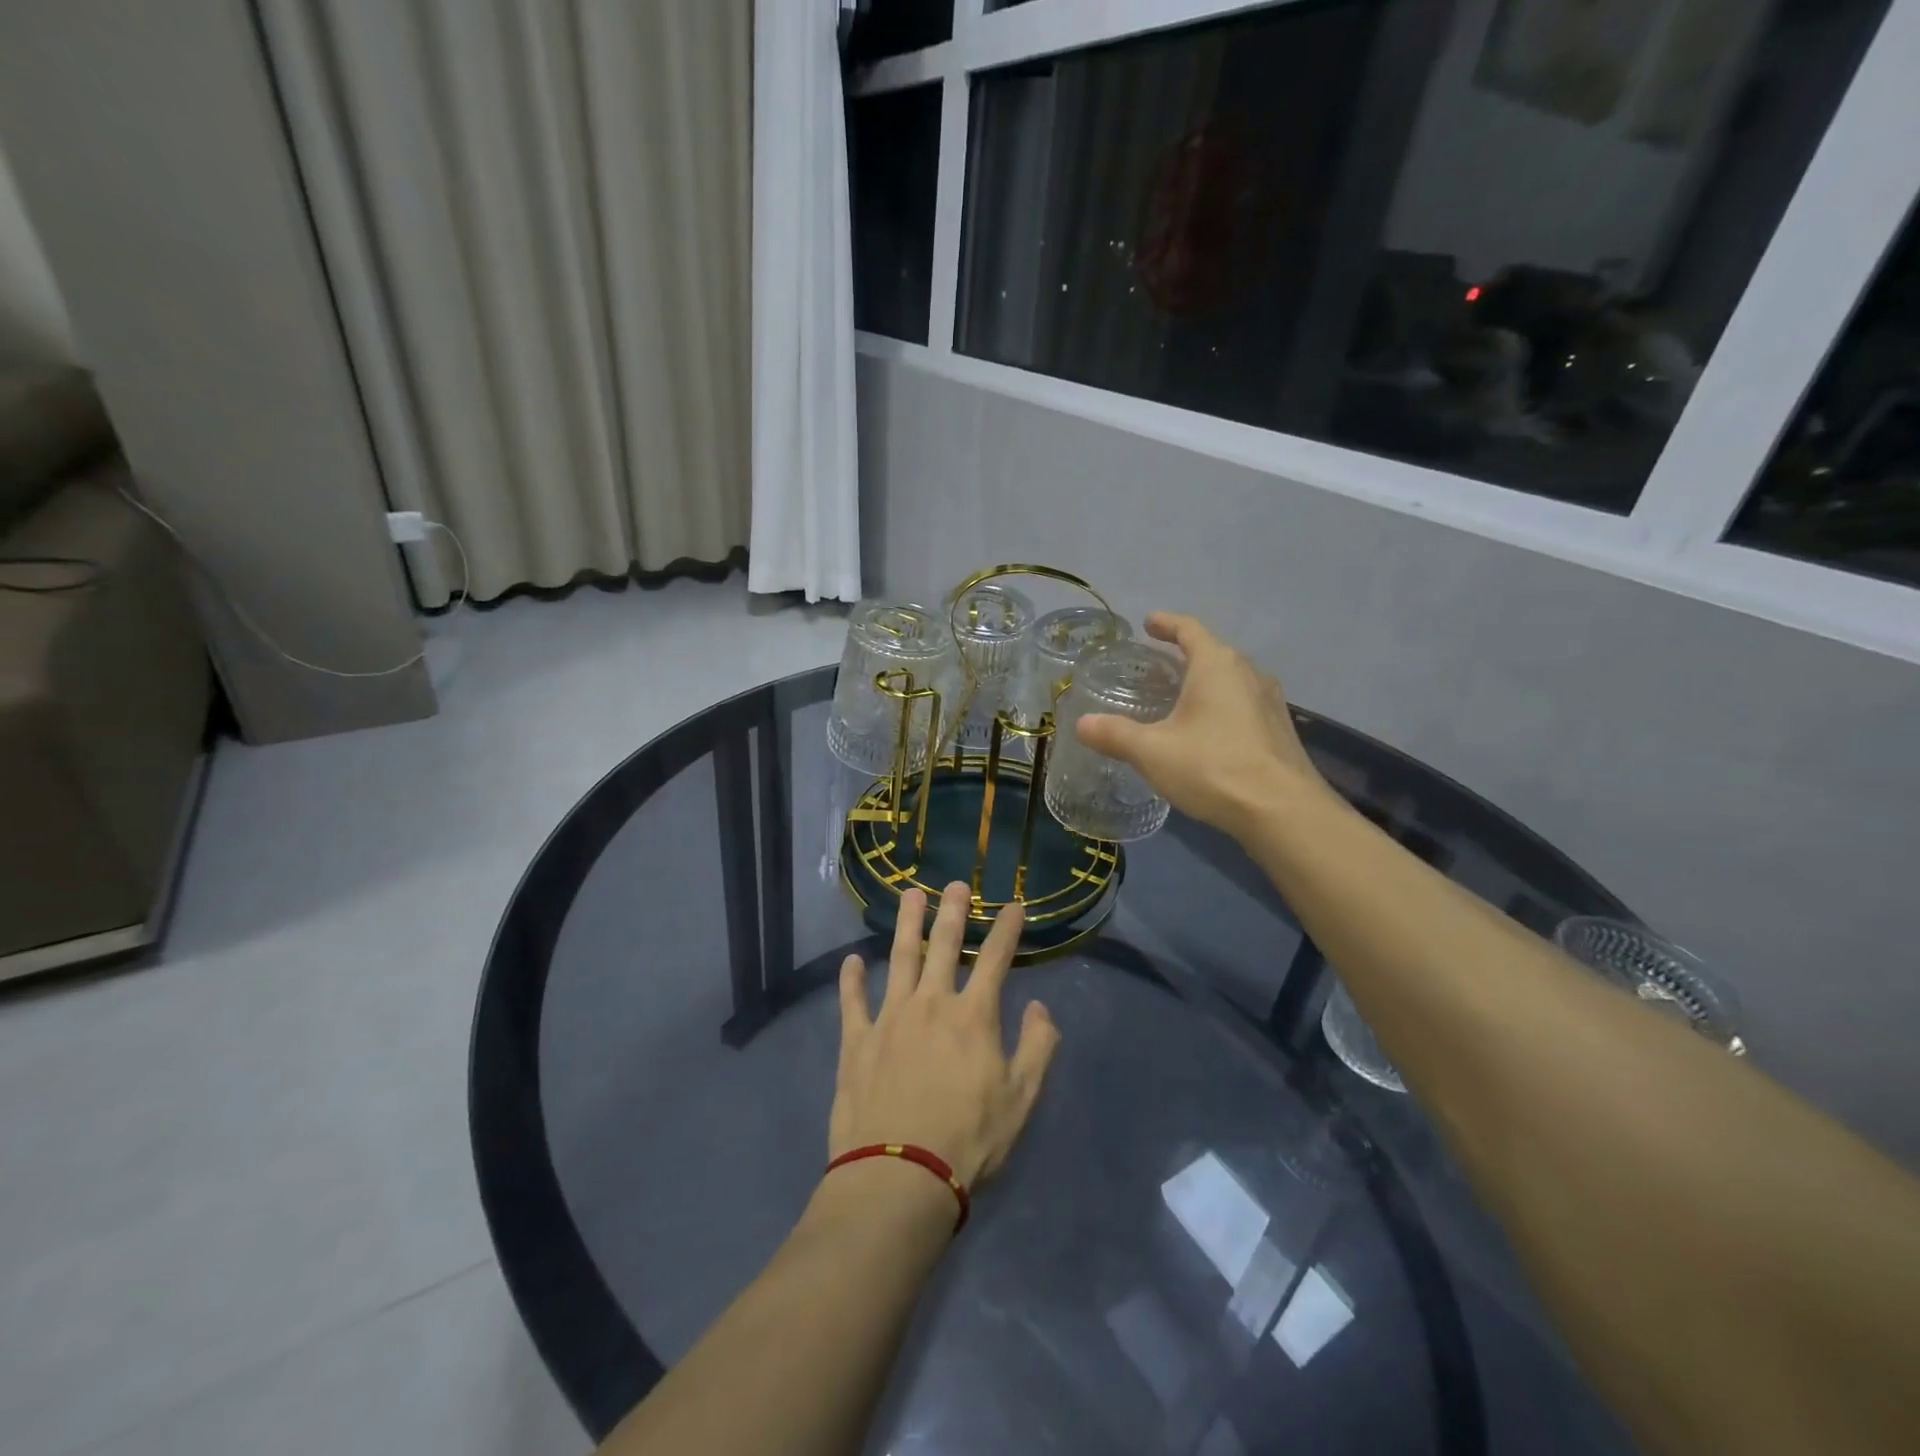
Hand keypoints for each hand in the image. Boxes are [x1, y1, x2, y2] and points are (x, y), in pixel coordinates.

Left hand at [831, 884, 1060, 1188]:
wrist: (900, 1175)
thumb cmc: (969, 1139)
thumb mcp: (1021, 1099)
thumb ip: (1037, 1048)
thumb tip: (1040, 1007)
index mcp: (973, 1016)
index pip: (995, 959)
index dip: (1006, 929)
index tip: (1014, 905)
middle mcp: (930, 1003)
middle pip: (943, 946)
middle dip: (952, 911)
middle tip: (955, 883)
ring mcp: (889, 1018)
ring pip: (899, 958)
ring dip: (907, 925)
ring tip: (910, 896)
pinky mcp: (857, 1041)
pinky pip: (852, 1001)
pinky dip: (851, 979)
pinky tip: (851, 961)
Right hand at [1076, 612, 1329, 836]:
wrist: (1282, 810)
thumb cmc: (1213, 767)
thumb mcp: (1152, 752)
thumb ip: (1115, 735)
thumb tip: (1082, 724)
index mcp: (1217, 665)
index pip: (1189, 629)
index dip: (1166, 623)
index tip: (1149, 623)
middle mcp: (1248, 673)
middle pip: (1213, 652)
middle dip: (1184, 653)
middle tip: (1157, 664)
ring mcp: (1270, 701)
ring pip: (1231, 679)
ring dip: (1205, 680)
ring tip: (1180, 696)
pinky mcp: (1279, 729)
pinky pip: (1243, 703)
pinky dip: (1221, 705)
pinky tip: (1207, 730)